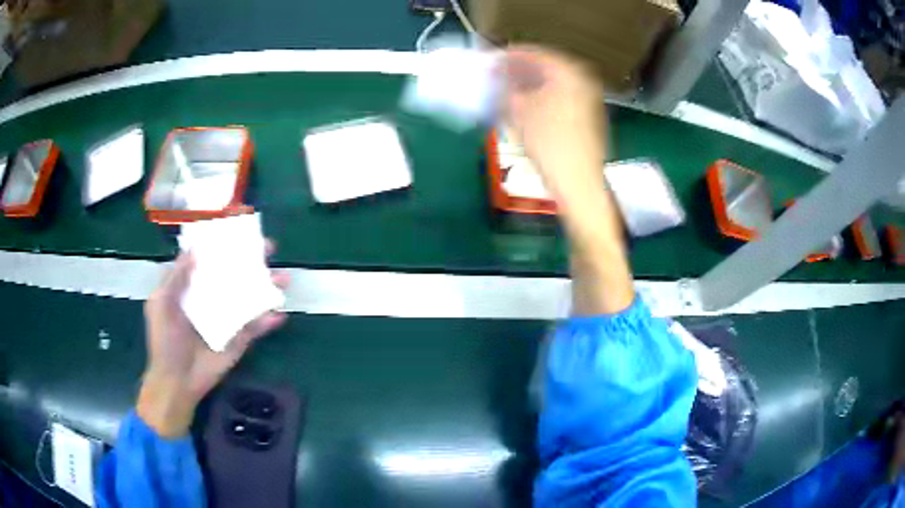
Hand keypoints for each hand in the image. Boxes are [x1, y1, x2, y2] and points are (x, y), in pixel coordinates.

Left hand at [137, 247, 288, 437]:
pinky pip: (256, 328)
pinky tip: (280, 315)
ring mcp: (229, 319)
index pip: (211, 261)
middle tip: (270, 248)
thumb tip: (194, 250)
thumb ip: (175, 278)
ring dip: (269, 287)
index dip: (225, 246)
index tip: (240, 232)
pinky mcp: (240, 340)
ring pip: (251, 298)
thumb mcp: (161, 304)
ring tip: (285, 279)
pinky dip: (269, 321)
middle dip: (254, 261)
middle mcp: (213, 298)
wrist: (177, 380)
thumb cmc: (165, 340)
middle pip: (236, 275)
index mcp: (193, 287)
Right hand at [502, 46, 607, 200]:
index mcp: (569, 71)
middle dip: (521, 71)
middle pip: (547, 67)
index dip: (510, 56)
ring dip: (532, 84)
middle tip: (499, 75)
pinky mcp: (589, 115)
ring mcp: (590, 98)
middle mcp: (584, 79)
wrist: (578, 181)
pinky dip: (544, 97)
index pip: (535, 53)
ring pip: (555, 82)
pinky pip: (562, 96)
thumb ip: (506, 87)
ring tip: (509, 91)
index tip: (492, 60)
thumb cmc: (548, 143)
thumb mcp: (519, 110)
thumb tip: (498, 76)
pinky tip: (528, 106)